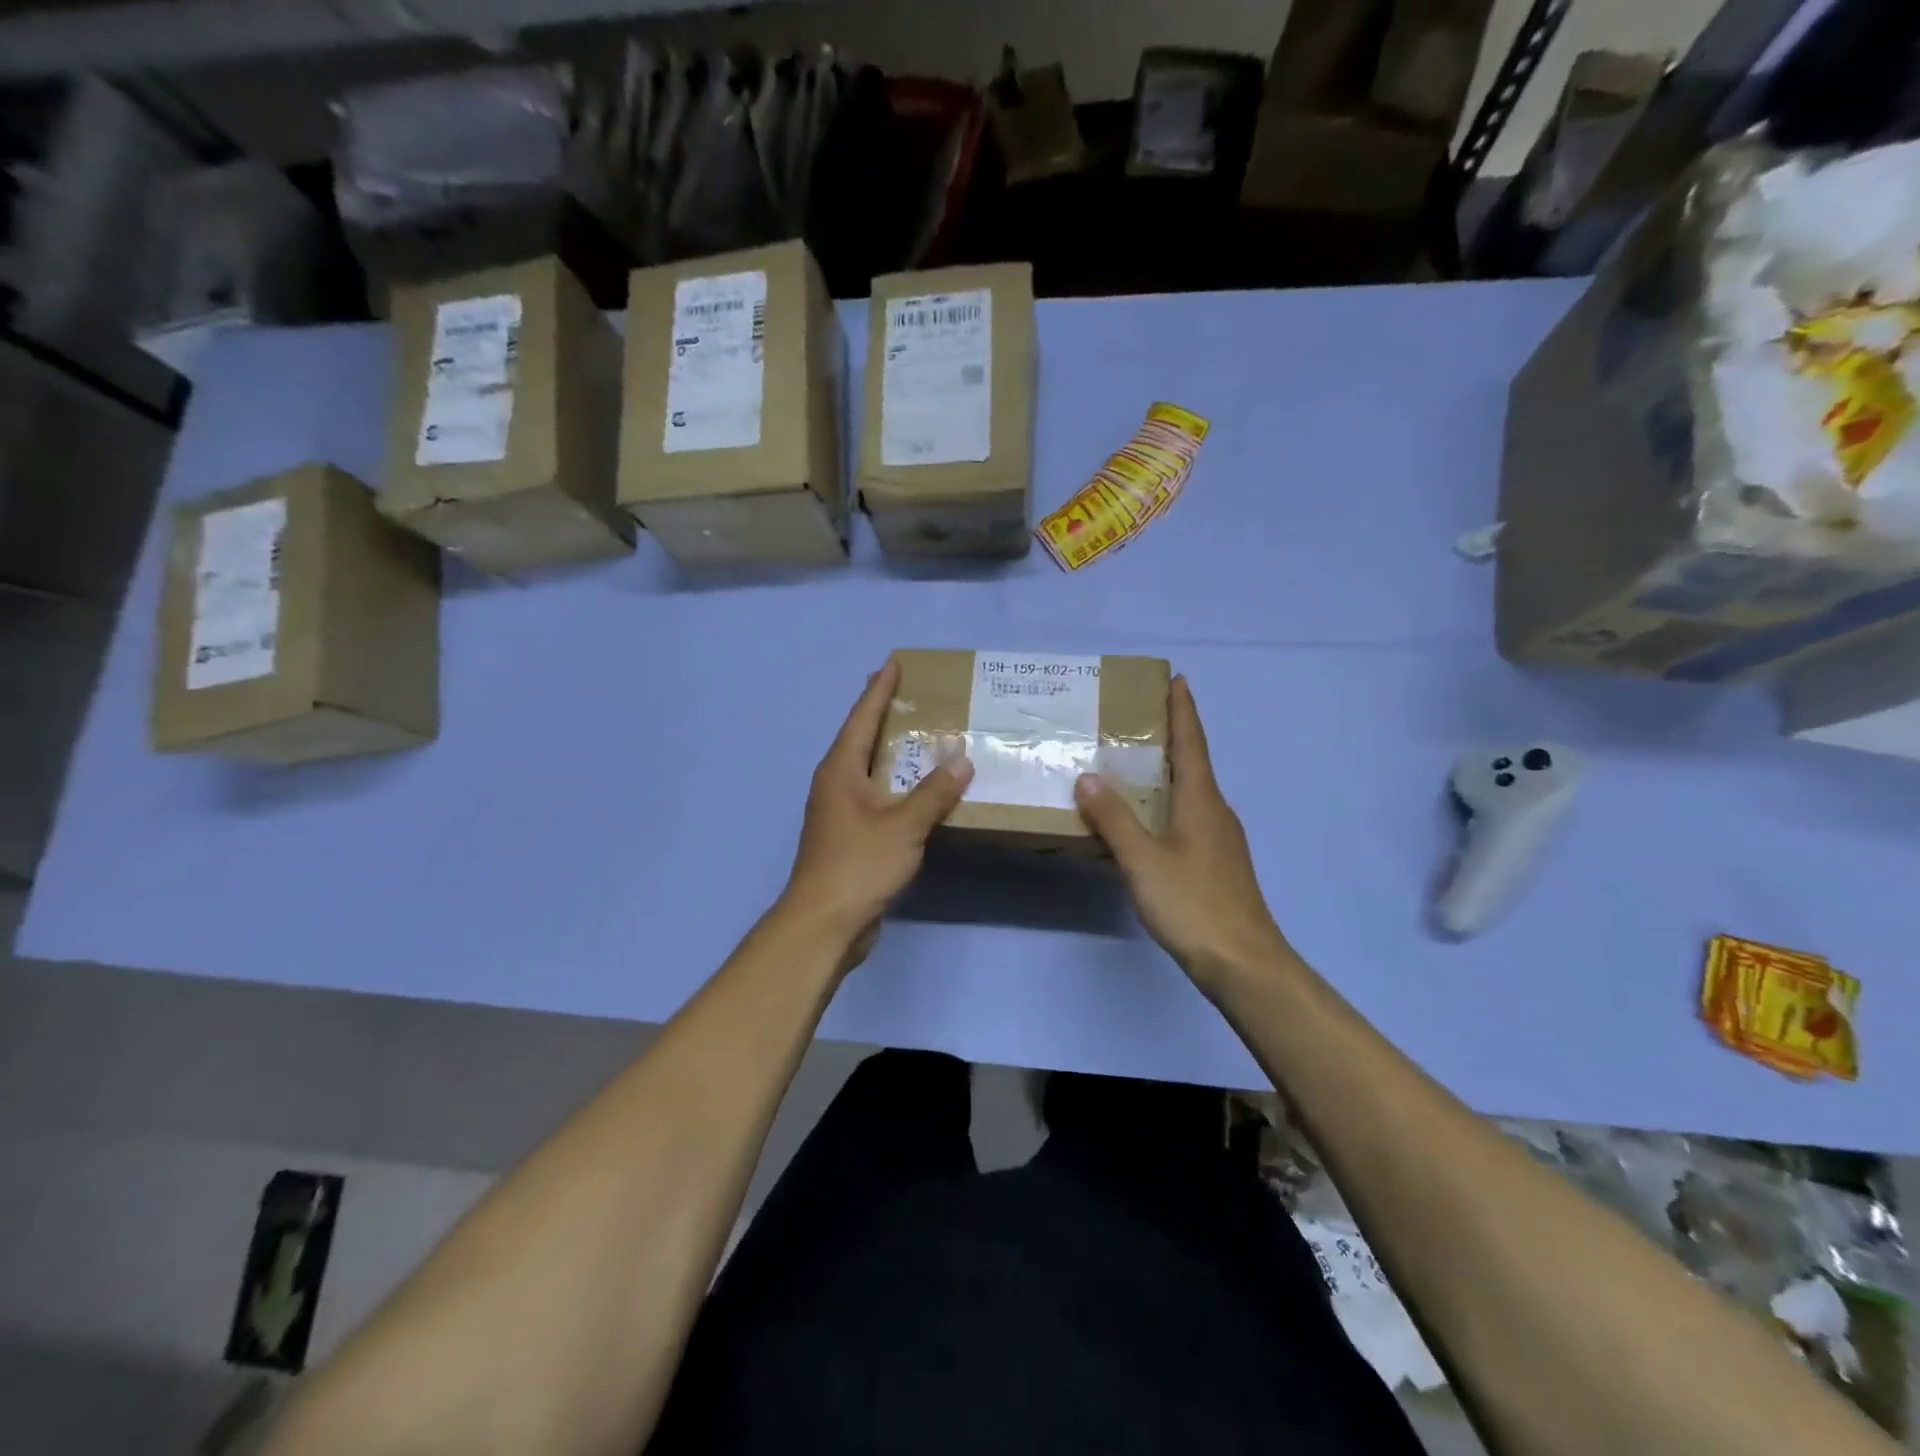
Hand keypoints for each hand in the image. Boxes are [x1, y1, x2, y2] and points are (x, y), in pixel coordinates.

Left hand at [780, 659, 972, 955]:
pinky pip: (876, 795)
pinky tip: (917, 789)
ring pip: (868, 768)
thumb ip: (934, 792)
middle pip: (861, 738)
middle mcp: (835, 783)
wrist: (824, 923)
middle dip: (883, 714)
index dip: (879, 690)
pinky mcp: (848, 835)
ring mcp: (839, 810)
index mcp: (841, 770)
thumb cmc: (859, 864)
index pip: (862, 717)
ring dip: (891, 750)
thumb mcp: (903, 825)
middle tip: (911, 693)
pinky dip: (896, 783)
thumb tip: (962, 760)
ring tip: (919, 734)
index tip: (893, 663)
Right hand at [1073, 676, 1288, 993]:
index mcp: (1202, 801)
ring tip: (1134, 764)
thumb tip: (1088, 777)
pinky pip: (1189, 818)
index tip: (1177, 679)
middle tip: (1139, 718)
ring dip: (1168, 771)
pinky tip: (1146, 820)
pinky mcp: (1217, 863)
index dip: (1183, 710)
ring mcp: (1220, 839)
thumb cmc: (1193, 903)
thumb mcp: (1142, 859)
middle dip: (1171, 736)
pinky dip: (1167, 804)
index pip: (1192, 742)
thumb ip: (1114, 818)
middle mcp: (1216, 811)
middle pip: (1194, 763)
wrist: (1243, 962)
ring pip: (1191, 793)